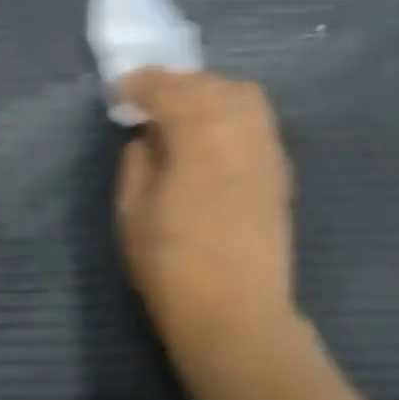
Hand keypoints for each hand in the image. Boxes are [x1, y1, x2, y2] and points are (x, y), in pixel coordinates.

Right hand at [115, 69, 297, 357]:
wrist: (237, 316)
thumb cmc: (173, 267)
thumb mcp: (132, 213)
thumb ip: (137, 163)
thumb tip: (147, 138)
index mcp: (198, 137)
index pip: (168, 90)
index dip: (140, 85)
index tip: (118, 91)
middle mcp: (240, 132)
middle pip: (210, 84)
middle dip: (175, 83)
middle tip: (148, 97)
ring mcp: (267, 151)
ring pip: (243, 96)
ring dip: (208, 92)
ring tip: (183, 111)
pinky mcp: (280, 172)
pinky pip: (258, 122)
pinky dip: (232, 113)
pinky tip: (212, 134)